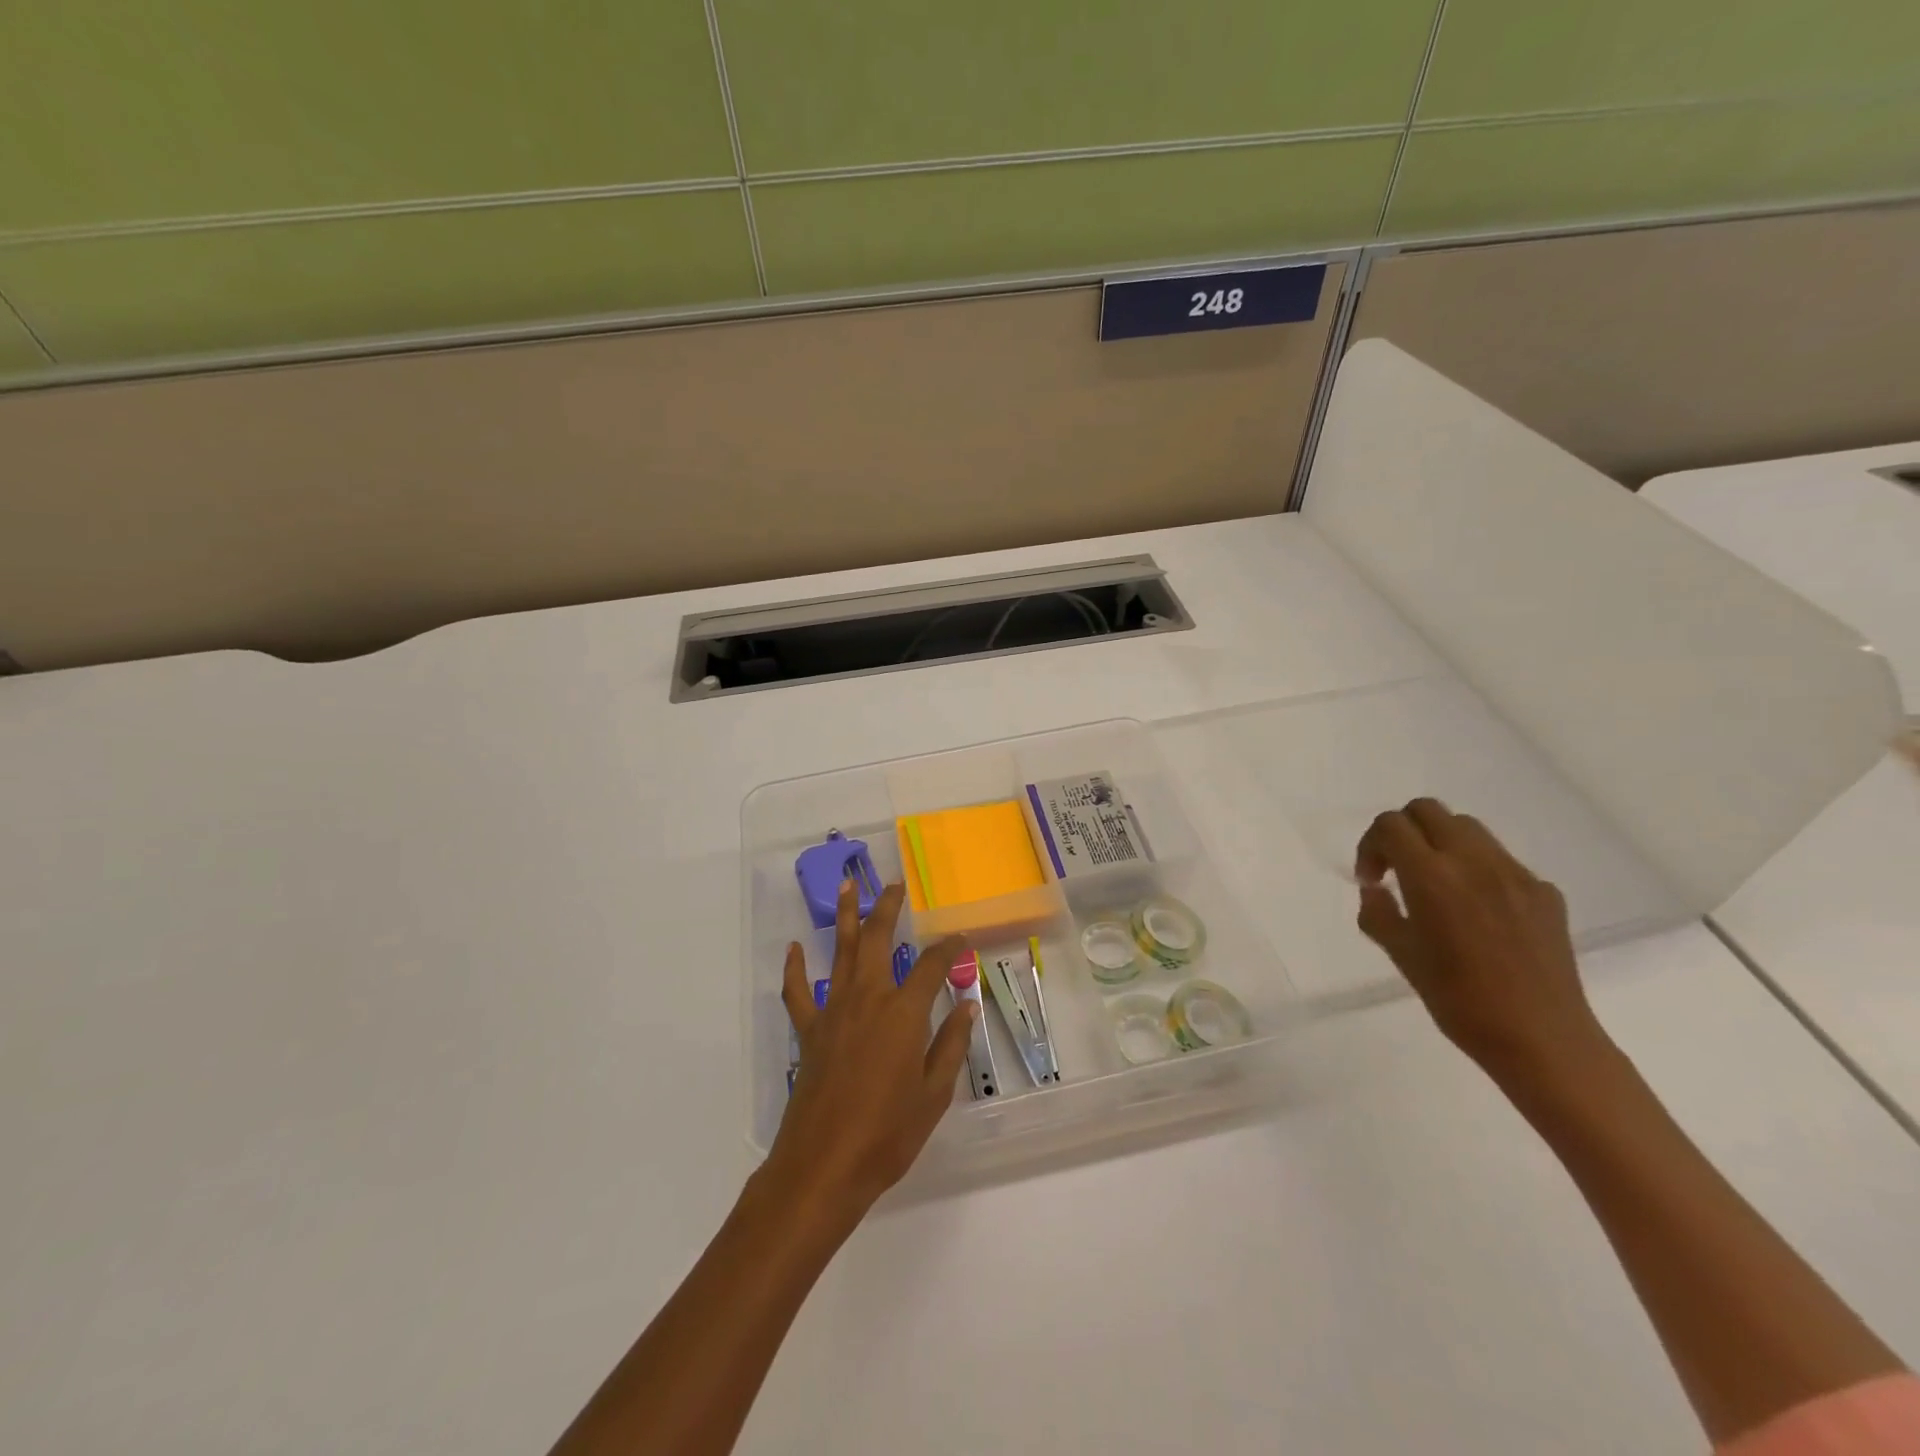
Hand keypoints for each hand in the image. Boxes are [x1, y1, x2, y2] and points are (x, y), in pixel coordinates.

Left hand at [766, 880, 974, 1227]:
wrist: (823, 1166)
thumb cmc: (887, 1134)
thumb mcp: (934, 1095)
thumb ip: (951, 1046)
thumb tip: (967, 1007)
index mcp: (904, 1013)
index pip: (931, 966)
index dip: (947, 949)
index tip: (959, 937)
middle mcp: (868, 999)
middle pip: (877, 940)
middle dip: (888, 909)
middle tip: (894, 886)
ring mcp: (833, 1012)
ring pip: (839, 952)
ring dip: (844, 917)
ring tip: (847, 886)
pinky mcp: (809, 1031)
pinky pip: (798, 992)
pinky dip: (795, 969)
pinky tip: (794, 948)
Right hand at [1354, 798, 1607, 1085]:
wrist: (1542, 1039)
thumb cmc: (1459, 1001)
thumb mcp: (1401, 956)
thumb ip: (1378, 913)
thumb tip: (1375, 890)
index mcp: (1432, 876)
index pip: (1391, 825)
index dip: (1371, 844)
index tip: (1372, 880)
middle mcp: (1474, 862)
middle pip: (1428, 810)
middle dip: (1403, 831)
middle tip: (1397, 869)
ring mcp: (1515, 874)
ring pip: (1467, 828)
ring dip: (1440, 843)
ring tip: (1437, 886)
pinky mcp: (1545, 892)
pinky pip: (1501, 861)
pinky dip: (1477, 870)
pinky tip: (1479, 913)